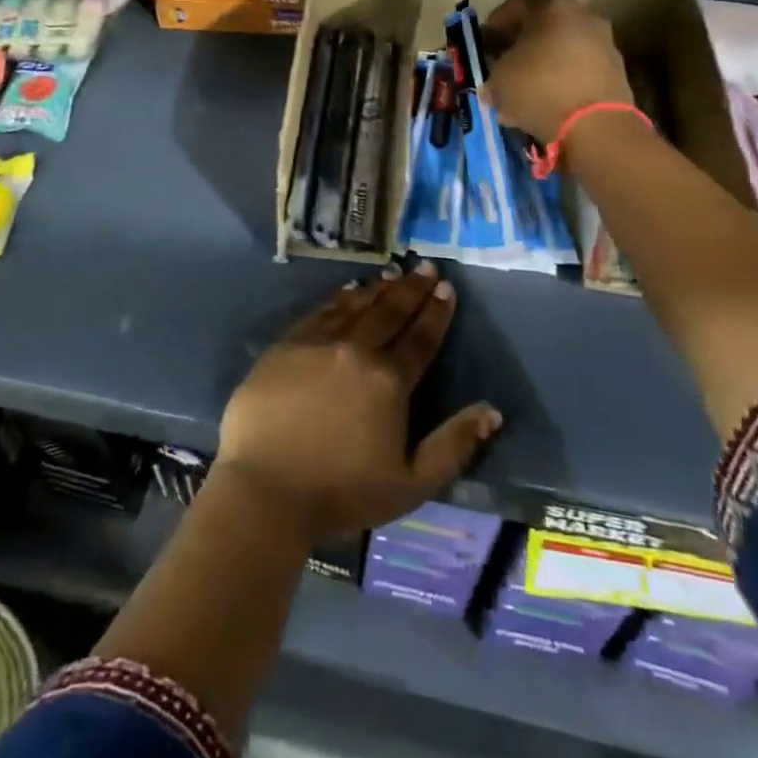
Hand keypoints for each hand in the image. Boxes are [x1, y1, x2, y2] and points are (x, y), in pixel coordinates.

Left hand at [214, 264, 501, 544]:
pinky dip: (339, 298)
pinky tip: (347, 291)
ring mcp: (318, 342)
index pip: (420, 338)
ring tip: (393, 274)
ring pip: (355, 306)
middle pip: (389, 312)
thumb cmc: (342, 492)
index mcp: (389, 381)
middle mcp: (356, 350)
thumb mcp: (411, 483)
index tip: (446, 287)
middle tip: (425, 266)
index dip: (436, 312)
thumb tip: (492, 411)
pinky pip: (320, 311)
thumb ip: (454, 445)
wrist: (266, 487)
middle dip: (411, 288)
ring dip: (377, 289)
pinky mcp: (287, 344)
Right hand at [481, 0, 632, 143]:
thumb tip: (495, 80)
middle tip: (506, 58)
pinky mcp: (617, 69)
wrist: (598, 126)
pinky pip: (581, 65)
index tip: (487, 39)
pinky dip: (564, 76)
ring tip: (526, 84)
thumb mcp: (499, 79)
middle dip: (524, 38)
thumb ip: (494, 70)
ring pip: (565, 43)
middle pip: (547, 20)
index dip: (499, 18)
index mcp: (551, 7)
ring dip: (545, 58)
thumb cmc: (540, 89)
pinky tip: (548, 99)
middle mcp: (583, 15)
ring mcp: (604, 41)